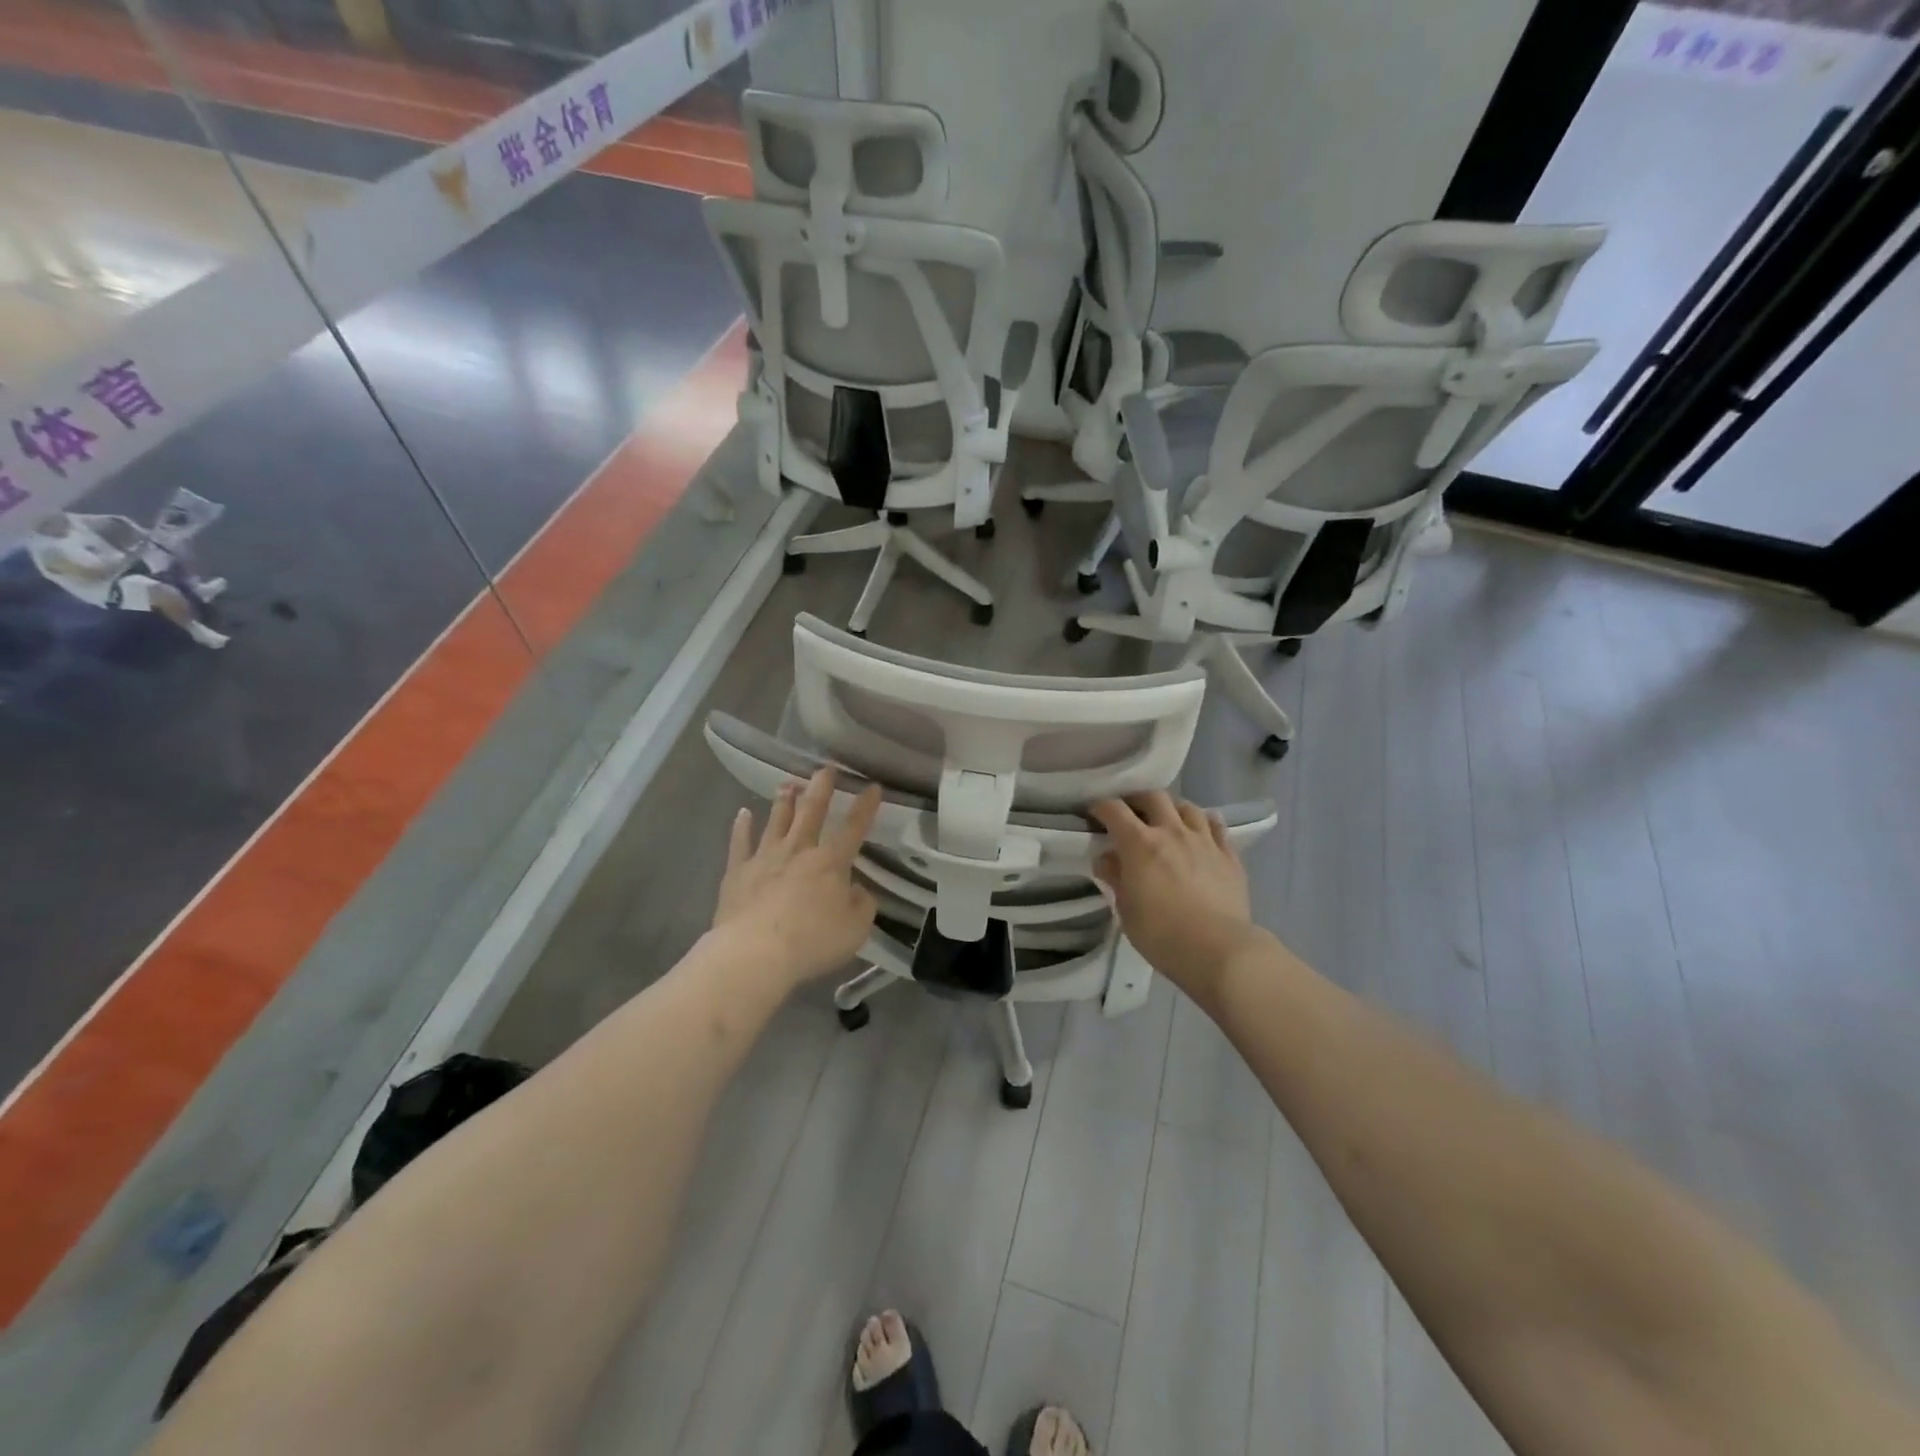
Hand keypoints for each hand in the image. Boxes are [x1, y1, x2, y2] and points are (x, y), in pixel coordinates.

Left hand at [713, 768, 881, 987]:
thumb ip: (862, 905)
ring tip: (788, 783)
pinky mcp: (738, 872)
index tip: (873, 786)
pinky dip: (742, 827)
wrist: (755, 952)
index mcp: (831, 862)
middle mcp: (799, 850)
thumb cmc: (812, 941)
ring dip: (784, 801)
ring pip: (777, 821)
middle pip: (811, 812)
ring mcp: (765, 858)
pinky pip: (740, 843)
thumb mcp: (855, 929)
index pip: (853, 829)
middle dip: (821, 789)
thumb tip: (857, 890)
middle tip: (824, 768)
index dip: (865, 807)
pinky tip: (743, 813)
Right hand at [1090, 792, 1259, 995]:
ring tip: (1168, 821)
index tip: (1095, 814)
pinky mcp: (1229, 855)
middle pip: (1154, 797)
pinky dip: (1205, 824)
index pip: (1114, 810)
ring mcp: (1204, 841)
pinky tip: (1202, 832)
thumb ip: (1115, 878)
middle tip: (1131, 812)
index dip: (1101, 807)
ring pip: (1188, 807)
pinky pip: (1217, 827)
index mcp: (1140, 843)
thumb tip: (1107, 859)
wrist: (1219, 950)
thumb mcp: (1126, 909)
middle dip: (1138, 799)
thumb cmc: (1162, 934)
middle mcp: (1172, 832)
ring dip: (1173, 809)